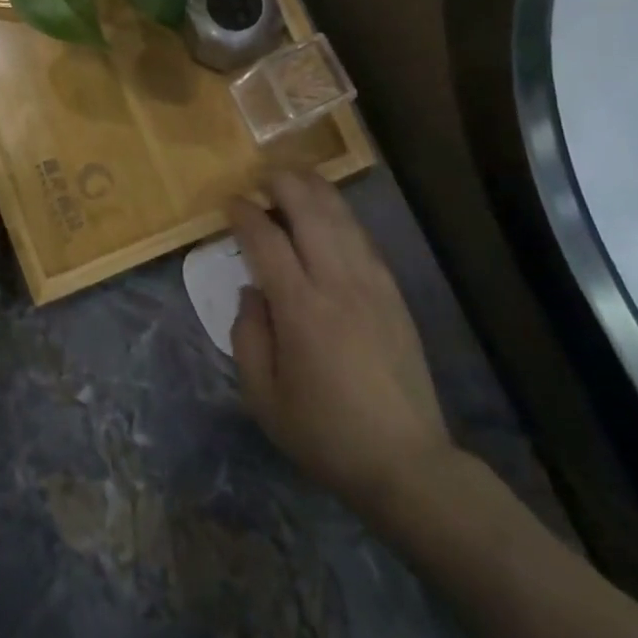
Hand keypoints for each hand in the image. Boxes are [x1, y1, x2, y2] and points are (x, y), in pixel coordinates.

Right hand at [227, 171, 454, 511]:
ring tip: (295, 177)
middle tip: (262, 175)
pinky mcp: (394, 294)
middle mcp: (338, 284)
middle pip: (311, 212)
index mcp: (301, 309)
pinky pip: (364, 239)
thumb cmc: (325, 433)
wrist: (406, 462)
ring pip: (342, 218)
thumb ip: (247, 336)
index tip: (231, 202)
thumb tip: (252, 291)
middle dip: (284, 184)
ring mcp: (372, 285)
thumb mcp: (263, 397)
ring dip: (316, 190)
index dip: (245, 214)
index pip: (267, 240)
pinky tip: (331, 213)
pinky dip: (342, 216)